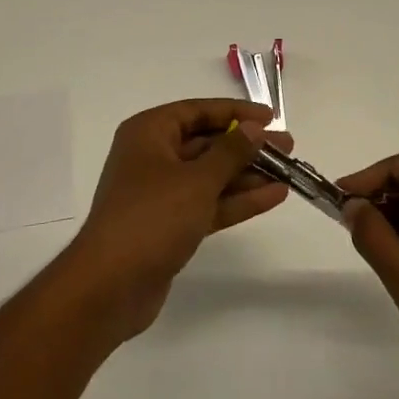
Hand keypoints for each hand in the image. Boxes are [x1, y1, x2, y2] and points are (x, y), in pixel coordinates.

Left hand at [62, 99, 289, 343]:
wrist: (109, 288)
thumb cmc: (151, 218)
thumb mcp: (196, 180)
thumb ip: (230, 152)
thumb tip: (254, 128)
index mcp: (149, 133)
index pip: (197, 111)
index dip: (235, 112)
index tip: (270, 118)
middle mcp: (153, 156)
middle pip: (207, 143)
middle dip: (247, 146)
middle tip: (287, 147)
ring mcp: (161, 193)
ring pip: (211, 175)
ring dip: (248, 175)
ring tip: (289, 173)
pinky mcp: (170, 225)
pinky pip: (209, 203)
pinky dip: (237, 200)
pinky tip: (274, 196)